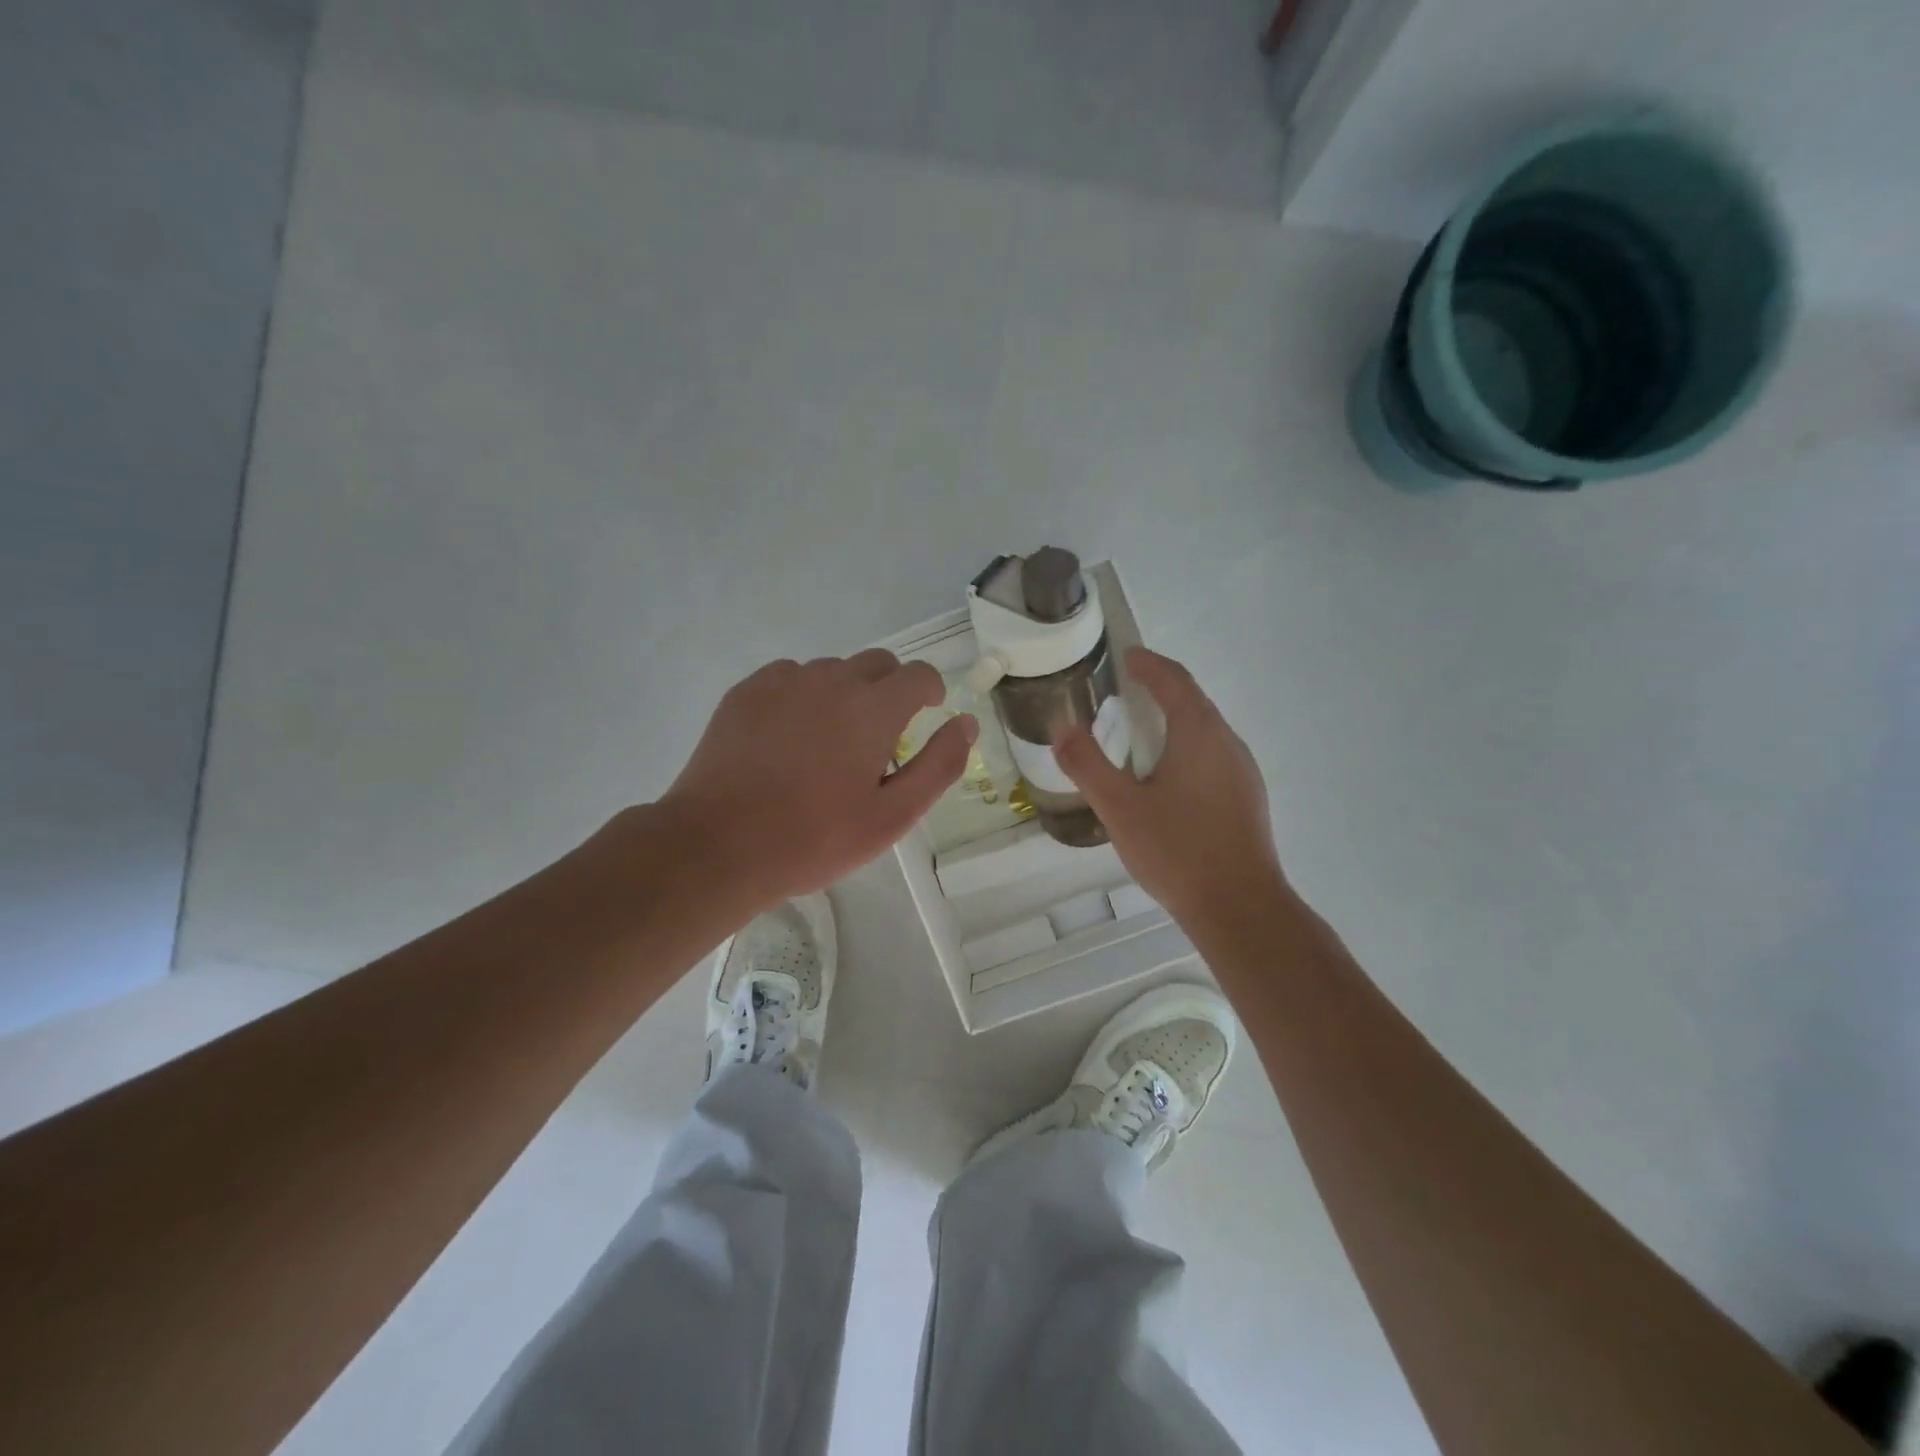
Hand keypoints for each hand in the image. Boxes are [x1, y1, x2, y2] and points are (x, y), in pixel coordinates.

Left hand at [660, 650, 976, 907]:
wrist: (719, 845)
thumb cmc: (814, 837)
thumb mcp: (893, 816)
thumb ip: (939, 765)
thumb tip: (966, 723)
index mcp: (873, 708)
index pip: (918, 674)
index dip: (930, 690)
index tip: (927, 713)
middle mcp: (831, 680)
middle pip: (877, 663)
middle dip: (890, 689)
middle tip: (880, 735)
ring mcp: (783, 681)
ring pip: (831, 670)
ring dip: (844, 693)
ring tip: (829, 742)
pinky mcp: (746, 691)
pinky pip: (789, 677)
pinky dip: (801, 696)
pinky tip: (788, 737)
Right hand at [1055, 647, 1283, 927]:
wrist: (1240, 907)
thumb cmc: (1177, 851)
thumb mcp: (1119, 808)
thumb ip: (1087, 765)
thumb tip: (1063, 729)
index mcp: (1199, 734)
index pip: (1174, 681)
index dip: (1149, 664)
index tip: (1126, 656)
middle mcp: (1227, 742)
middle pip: (1193, 701)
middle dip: (1160, 689)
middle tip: (1125, 690)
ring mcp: (1242, 771)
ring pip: (1205, 729)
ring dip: (1174, 719)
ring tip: (1140, 730)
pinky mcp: (1246, 797)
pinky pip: (1213, 754)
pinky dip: (1186, 746)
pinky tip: (1167, 776)